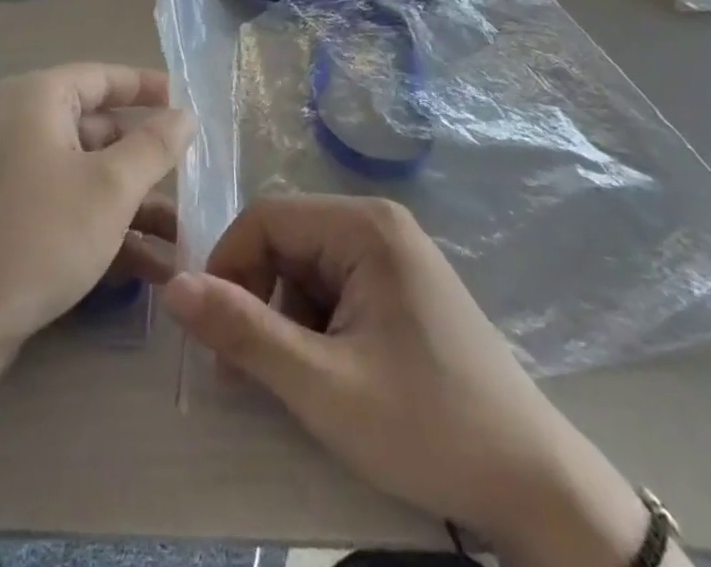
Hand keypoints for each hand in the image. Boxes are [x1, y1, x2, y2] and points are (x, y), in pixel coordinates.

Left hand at [0, 63, 191, 385]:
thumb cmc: (35, 235)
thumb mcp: (109, 189)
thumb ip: (154, 146)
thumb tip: (184, 115)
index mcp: (36, 98)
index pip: (103, 77)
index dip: (148, 87)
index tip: (187, 102)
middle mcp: (17, 125)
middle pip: (97, 130)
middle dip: (147, 162)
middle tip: (192, 183)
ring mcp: (6, 174)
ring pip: (85, 176)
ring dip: (133, 206)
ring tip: (183, 242)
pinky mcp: (2, 219)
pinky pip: (64, 207)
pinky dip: (102, 228)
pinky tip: (149, 270)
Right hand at [161, 196, 650, 566]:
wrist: (540, 491)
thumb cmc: (428, 428)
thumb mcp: (323, 386)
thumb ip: (244, 332)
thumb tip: (171, 286)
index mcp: (364, 227)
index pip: (267, 219)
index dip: (228, 266)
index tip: (211, 331)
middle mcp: (379, 225)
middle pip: (287, 242)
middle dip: (256, 299)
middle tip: (243, 369)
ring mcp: (395, 256)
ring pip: (306, 269)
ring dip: (283, 319)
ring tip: (289, 382)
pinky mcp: (403, 289)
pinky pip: (336, 289)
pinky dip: (314, 328)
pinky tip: (325, 376)